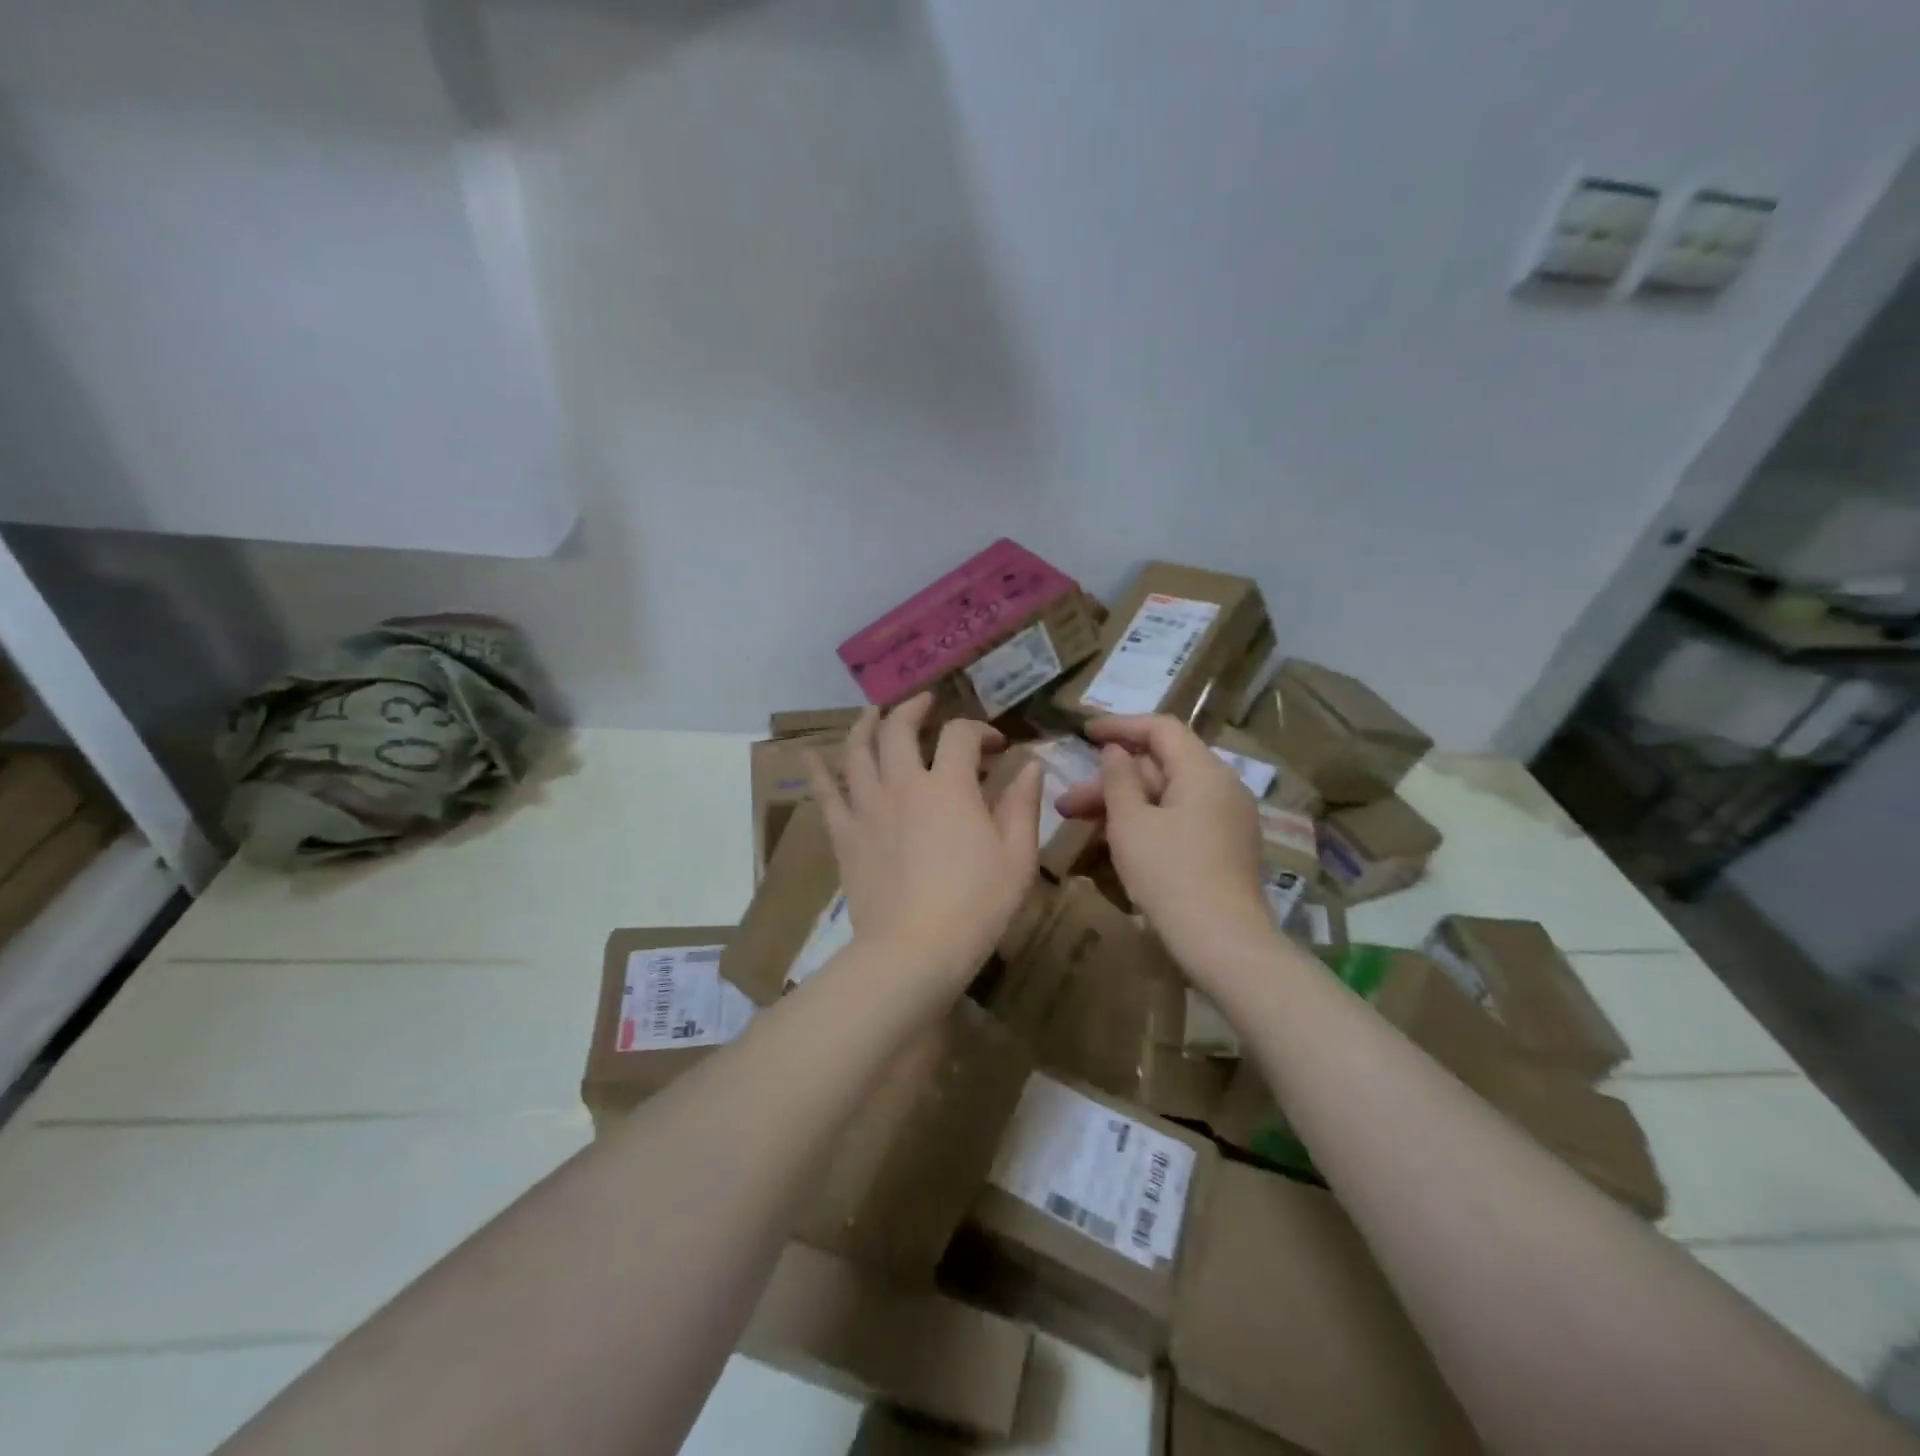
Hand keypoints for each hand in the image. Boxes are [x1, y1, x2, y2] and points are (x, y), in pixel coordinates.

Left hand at [807, 694, 1042, 988]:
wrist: (914, 951)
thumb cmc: (976, 905)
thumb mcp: (1017, 857)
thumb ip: (1023, 804)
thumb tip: (1032, 764)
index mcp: (950, 786)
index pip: (961, 735)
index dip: (980, 730)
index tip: (996, 745)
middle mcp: (904, 784)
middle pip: (899, 728)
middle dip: (914, 709)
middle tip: (925, 703)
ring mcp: (868, 807)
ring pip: (857, 750)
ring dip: (865, 725)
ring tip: (872, 713)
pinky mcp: (844, 834)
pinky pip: (825, 793)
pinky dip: (817, 770)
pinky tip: (810, 755)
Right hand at [1055, 714, 1276, 981]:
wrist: (1224, 944)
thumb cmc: (1171, 875)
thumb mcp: (1131, 823)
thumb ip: (1119, 779)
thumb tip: (1116, 751)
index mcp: (1204, 772)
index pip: (1161, 729)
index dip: (1119, 726)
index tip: (1083, 733)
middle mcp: (1223, 787)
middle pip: (1161, 766)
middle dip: (1111, 780)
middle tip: (1067, 803)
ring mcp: (1228, 819)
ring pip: (1167, 796)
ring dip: (1123, 804)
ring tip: (1080, 823)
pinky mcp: (1226, 848)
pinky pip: (1181, 818)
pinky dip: (1147, 821)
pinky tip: (1116, 841)